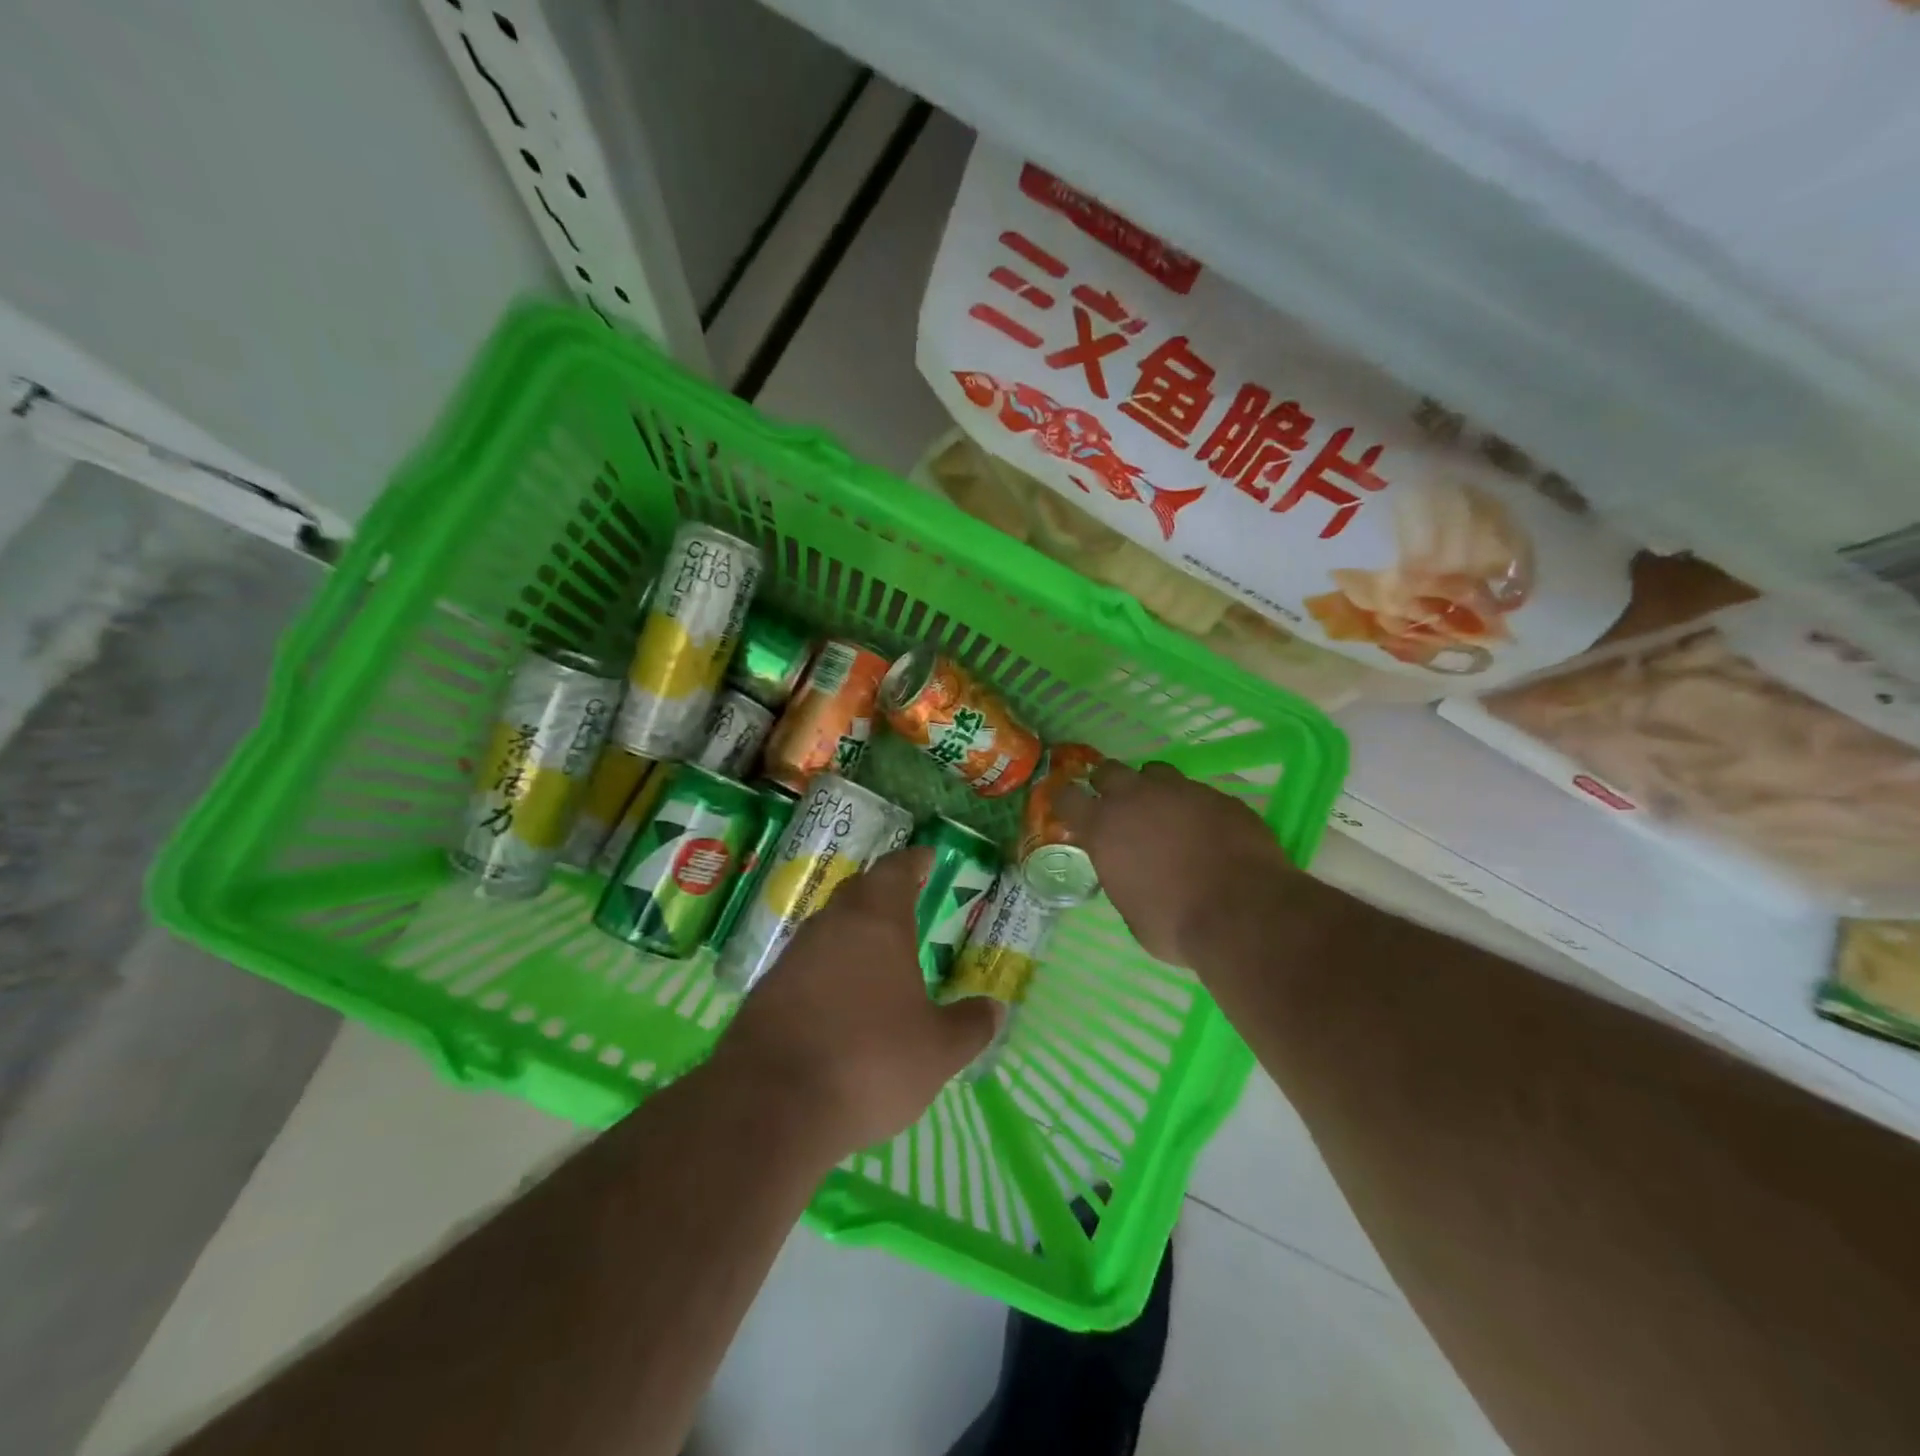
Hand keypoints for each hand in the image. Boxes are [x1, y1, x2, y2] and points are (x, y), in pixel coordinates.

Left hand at [714, 847, 997, 1158]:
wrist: (770, 1106)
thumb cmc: (869, 1062)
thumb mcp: (938, 1051)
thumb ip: (970, 1025)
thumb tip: (995, 1009)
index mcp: (877, 921)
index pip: (896, 870)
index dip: (914, 861)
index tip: (927, 858)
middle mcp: (831, 925)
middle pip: (858, 891)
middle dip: (883, 892)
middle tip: (908, 902)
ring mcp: (793, 956)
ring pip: (829, 927)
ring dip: (854, 932)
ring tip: (879, 954)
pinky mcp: (766, 991)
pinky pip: (807, 963)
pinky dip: (829, 969)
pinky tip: (840, 999)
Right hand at [1055, 760, 1292, 966]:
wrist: (1243, 912)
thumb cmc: (1175, 924)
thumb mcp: (1131, 911)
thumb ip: (1123, 878)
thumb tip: (1130, 873)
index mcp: (1104, 828)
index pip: (1068, 798)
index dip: (1066, 803)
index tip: (1070, 812)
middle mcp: (1137, 798)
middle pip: (1109, 771)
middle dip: (1108, 786)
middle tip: (1119, 808)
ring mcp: (1181, 791)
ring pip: (1155, 772)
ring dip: (1152, 789)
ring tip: (1164, 814)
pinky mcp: (1219, 796)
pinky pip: (1196, 792)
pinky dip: (1193, 807)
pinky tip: (1206, 831)